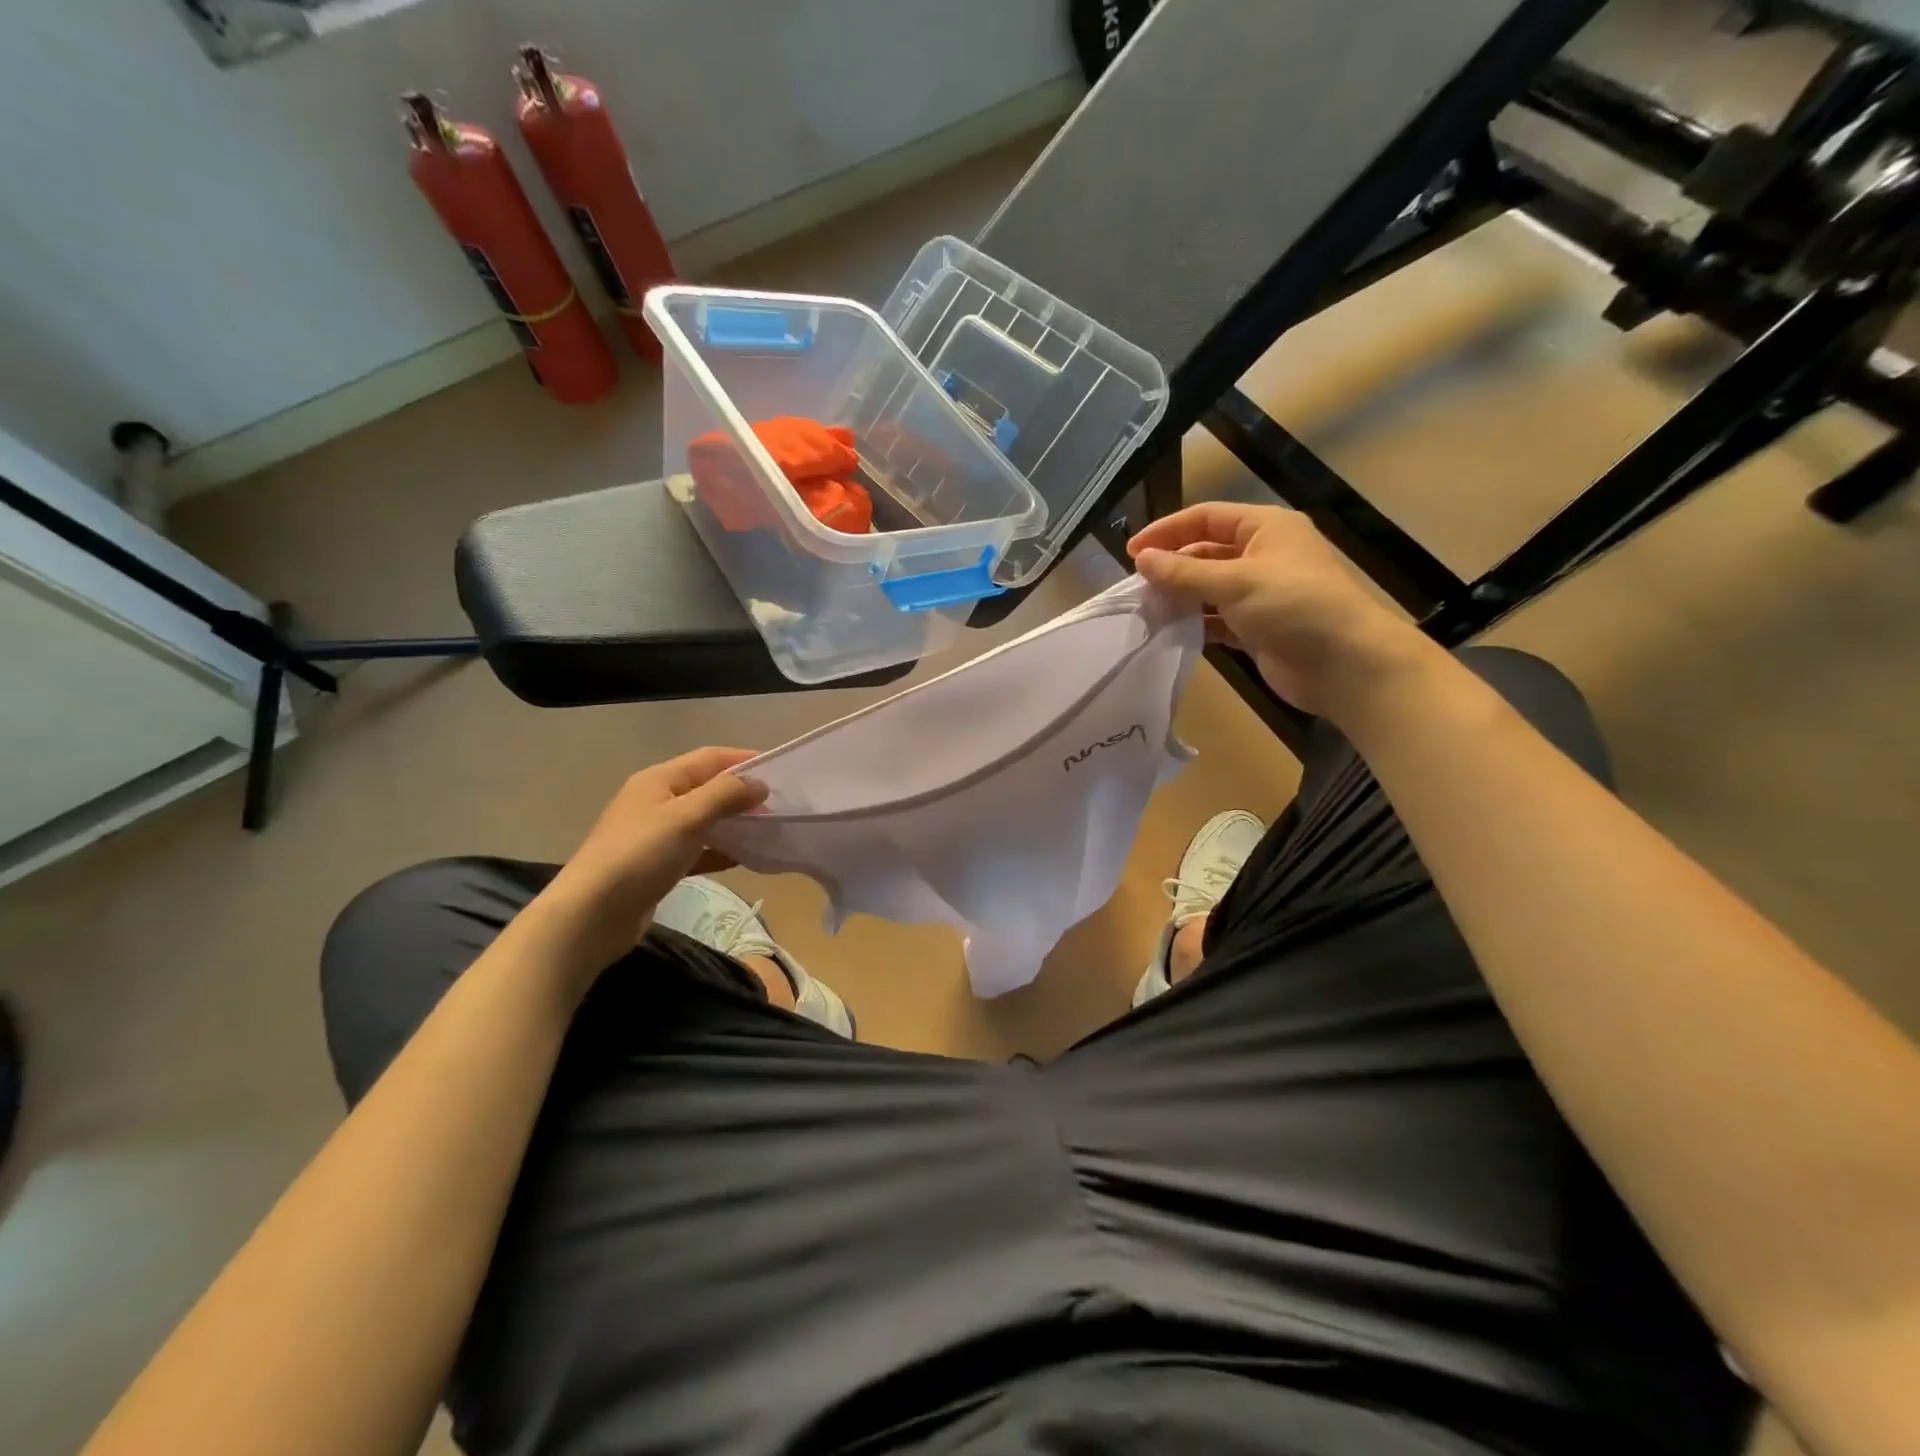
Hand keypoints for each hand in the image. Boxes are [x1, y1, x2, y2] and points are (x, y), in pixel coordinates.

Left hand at [544, 747, 767, 958]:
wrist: (591, 916)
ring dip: (733, 822)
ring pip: (704, 819)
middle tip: (778, 804)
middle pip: (707, 787)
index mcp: (658, 780)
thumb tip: (761, 784)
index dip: (743, 760)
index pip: (709, 758)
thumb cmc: (639, 856)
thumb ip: (725, 796)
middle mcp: (656, 801)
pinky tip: (743, 859)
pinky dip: (720, 850)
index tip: (780, 770)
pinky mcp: (658, 865)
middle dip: (741, 793)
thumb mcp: (686, 818)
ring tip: (767, 829)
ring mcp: (655, 834)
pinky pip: (697, 849)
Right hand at [1129, 503, 1433, 721]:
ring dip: (1182, 595)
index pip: (1206, 517)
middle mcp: (1264, 554)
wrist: (1345, 664)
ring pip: (1210, 587)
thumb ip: (1184, 572)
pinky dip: (1197, 622)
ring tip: (1147, 607)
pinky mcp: (1258, 627)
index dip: (1167, 530)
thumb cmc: (1294, 606)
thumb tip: (1141, 559)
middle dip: (1173, 564)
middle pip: (1207, 551)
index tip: (1131, 552)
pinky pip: (1218, 618)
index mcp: (1266, 528)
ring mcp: (1262, 593)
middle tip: (1137, 584)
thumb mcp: (1236, 582)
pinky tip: (1172, 630)